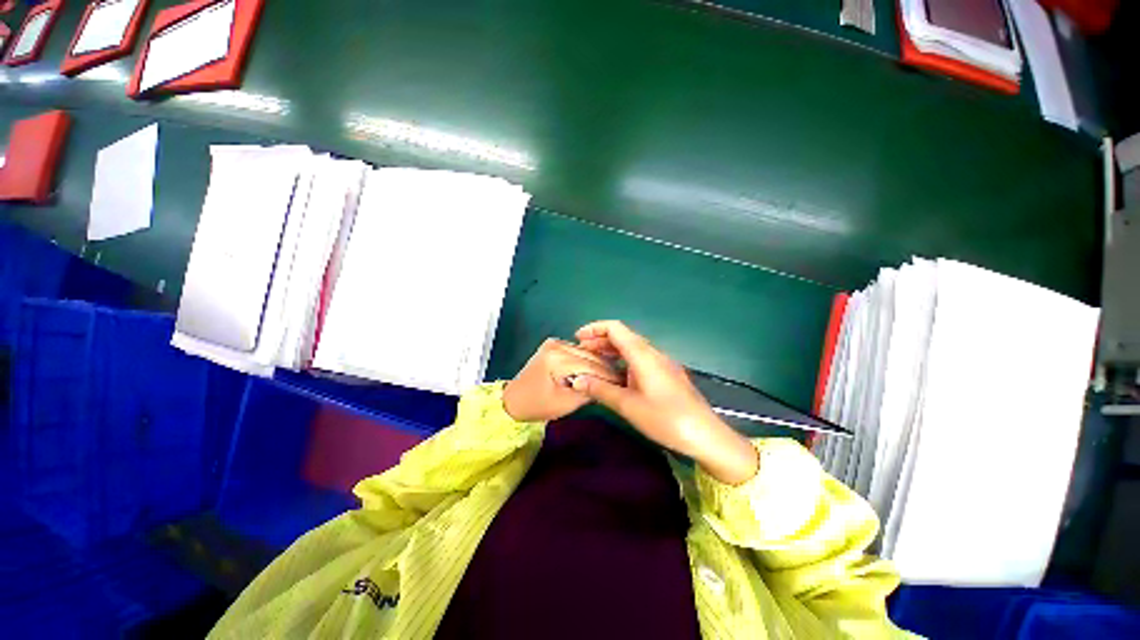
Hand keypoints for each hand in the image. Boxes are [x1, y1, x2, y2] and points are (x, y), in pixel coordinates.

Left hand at [502, 338, 622, 422]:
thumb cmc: (538, 406)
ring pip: (586, 352)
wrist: (513, 400)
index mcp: (557, 359)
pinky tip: (597, 370)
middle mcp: (556, 345)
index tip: (625, 384)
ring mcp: (554, 343)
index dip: (609, 375)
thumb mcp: (566, 403)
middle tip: (622, 381)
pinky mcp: (554, 345)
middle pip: (590, 355)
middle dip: (606, 368)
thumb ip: (589, 391)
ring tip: (612, 377)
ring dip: (599, 363)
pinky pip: (578, 352)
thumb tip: (608, 385)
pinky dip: (588, 360)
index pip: (591, 365)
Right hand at [574, 320, 758, 484]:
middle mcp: (652, 352)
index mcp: (642, 354)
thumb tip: (576, 380)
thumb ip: (600, 390)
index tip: (577, 338)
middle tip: (582, 352)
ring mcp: (662, 363)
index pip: (615, 328)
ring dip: (611, 350)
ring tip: (594, 361)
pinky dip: (623, 360)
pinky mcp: (666, 373)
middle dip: (600, 340)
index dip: (594, 328)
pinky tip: (616, 375)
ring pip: (632, 348)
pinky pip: (640, 359)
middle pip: (623, 336)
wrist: (705, 435)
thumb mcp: (628, 405)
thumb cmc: (665, 418)